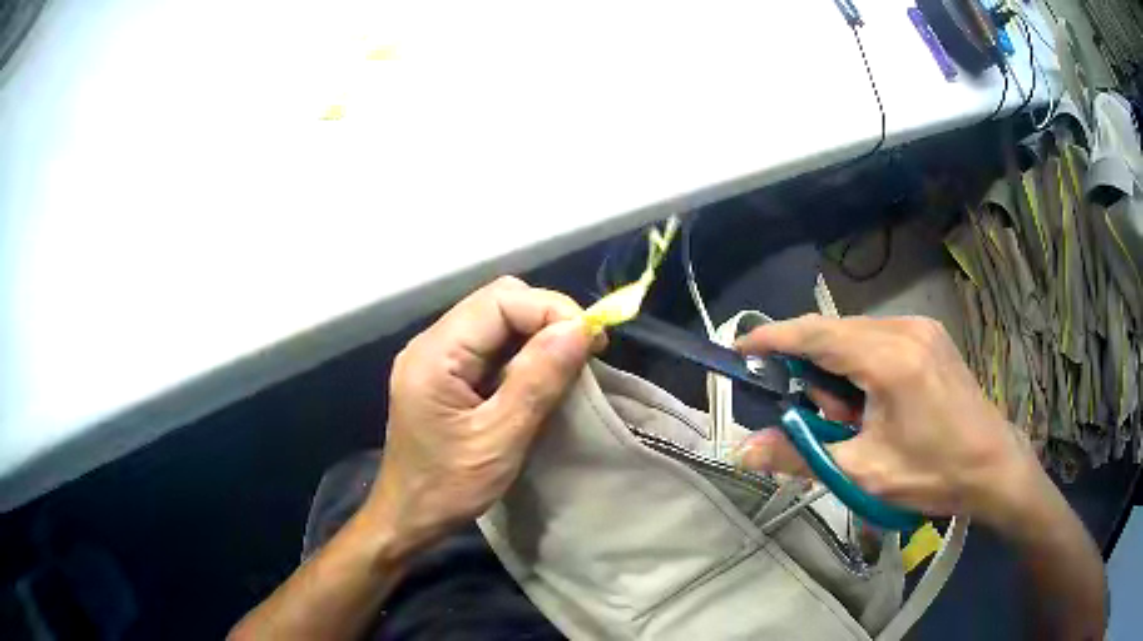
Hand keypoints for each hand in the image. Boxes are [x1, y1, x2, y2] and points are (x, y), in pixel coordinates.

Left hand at [361, 276, 594, 554]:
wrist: (409, 517)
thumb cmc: (448, 487)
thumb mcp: (499, 439)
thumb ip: (537, 380)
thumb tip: (579, 329)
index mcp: (435, 354)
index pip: (499, 300)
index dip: (551, 309)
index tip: (592, 340)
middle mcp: (432, 344)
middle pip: (497, 302)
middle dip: (547, 318)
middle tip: (585, 351)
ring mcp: (437, 358)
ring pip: (497, 321)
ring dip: (538, 335)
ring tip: (571, 363)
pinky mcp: (446, 375)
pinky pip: (491, 346)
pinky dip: (523, 354)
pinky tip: (542, 377)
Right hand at [734, 315, 1046, 530]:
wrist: (993, 466)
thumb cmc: (932, 473)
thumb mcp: (863, 472)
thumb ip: (800, 456)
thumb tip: (744, 450)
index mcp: (890, 358)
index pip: (816, 334)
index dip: (773, 337)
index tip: (739, 347)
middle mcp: (905, 329)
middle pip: (835, 332)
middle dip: (812, 369)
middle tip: (816, 417)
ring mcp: (921, 328)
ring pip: (856, 336)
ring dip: (839, 370)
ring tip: (852, 419)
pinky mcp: (930, 336)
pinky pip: (879, 339)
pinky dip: (861, 365)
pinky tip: (873, 402)